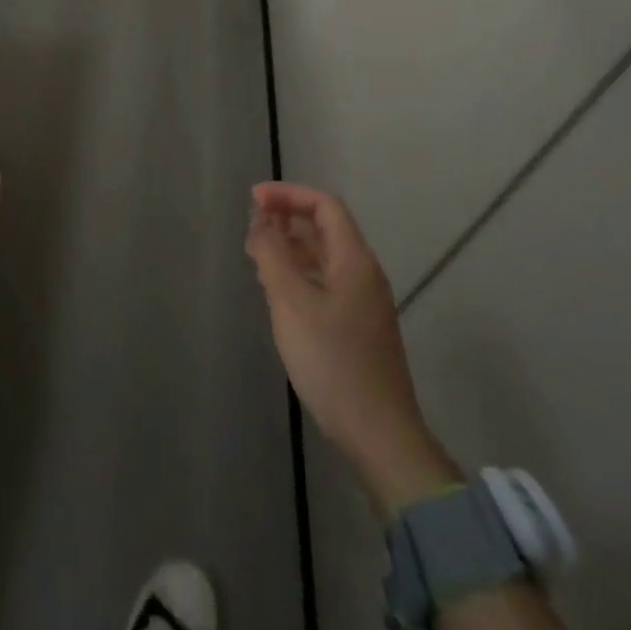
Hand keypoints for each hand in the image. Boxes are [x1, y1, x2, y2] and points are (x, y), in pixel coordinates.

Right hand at [246, 182, 458, 511]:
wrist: (379, 434)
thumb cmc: (332, 361)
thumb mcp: (291, 302)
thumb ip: (272, 255)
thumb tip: (261, 222)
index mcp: (354, 260)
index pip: (324, 205)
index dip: (288, 194)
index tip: (253, 199)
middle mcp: (363, 273)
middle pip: (325, 228)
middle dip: (286, 218)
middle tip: (251, 229)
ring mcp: (363, 302)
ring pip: (323, 256)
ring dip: (290, 246)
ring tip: (256, 255)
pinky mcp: (357, 326)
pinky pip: (324, 280)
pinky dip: (298, 272)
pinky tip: (276, 290)